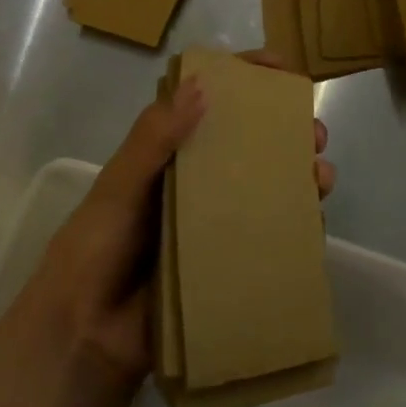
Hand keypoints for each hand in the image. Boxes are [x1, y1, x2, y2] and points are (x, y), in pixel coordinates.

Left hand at [12, 59, 334, 393]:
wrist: (84, 338)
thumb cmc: (95, 250)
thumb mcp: (118, 187)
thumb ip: (153, 139)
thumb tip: (203, 86)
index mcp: (168, 154)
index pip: (209, 102)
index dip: (246, 79)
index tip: (282, 68)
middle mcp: (197, 181)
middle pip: (250, 143)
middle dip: (287, 131)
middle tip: (313, 133)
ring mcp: (215, 222)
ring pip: (268, 186)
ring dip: (300, 175)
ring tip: (320, 177)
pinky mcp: (228, 261)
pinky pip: (270, 235)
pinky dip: (297, 224)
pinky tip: (314, 221)